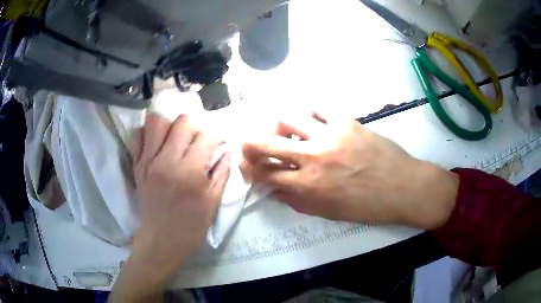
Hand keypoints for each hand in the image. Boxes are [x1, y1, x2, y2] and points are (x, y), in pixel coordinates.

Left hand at [111, 114, 229, 300]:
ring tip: (176, 138)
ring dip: (171, 125)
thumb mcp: (212, 203)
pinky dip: (148, 133)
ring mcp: (148, 161)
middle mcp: (166, 161)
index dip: (217, 136)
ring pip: (157, 122)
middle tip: (198, 141)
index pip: (206, 136)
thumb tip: (228, 150)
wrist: (161, 241)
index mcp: (189, 172)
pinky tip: (157, 143)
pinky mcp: (137, 166)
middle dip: (196, 126)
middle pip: (182, 121)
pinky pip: (138, 137)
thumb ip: (222, 173)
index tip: (219, 144)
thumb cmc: (191, 227)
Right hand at [242, 112, 457, 229]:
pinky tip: (313, 123)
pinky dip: (309, 115)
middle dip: (249, 144)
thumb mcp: (328, 212)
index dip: (251, 170)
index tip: (249, 168)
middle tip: (249, 146)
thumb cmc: (367, 206)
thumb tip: (275, 190)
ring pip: (287, 117)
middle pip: (265, 142)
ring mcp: (329, 134)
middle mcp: (313, 157)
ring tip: (287, 133)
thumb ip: (297, 202)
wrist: (403, 187)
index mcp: (308, 186)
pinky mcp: (346, 121)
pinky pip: (318, 108)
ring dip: (280, 127)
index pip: (265, 174)